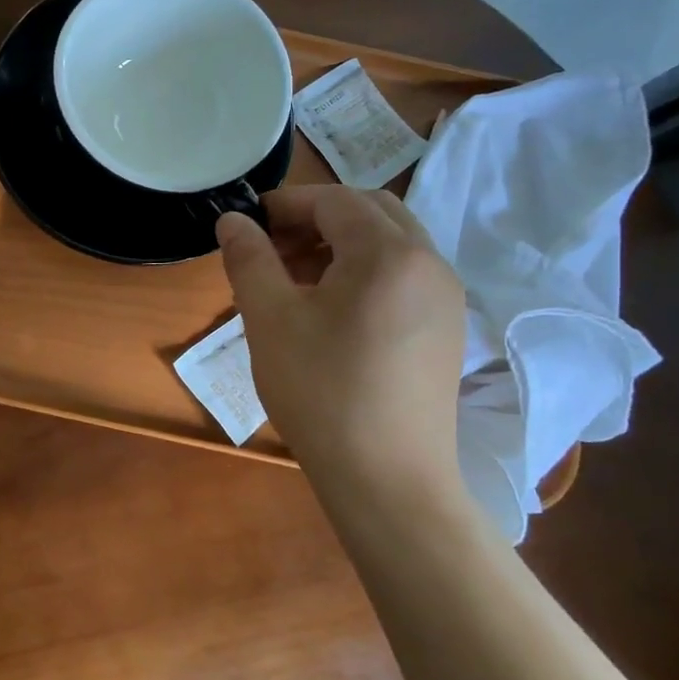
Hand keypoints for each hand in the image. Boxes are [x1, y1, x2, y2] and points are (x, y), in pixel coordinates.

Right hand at [217, 186, 465, 493]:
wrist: (387, 478)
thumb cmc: (321, 391)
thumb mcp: (269, 320)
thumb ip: (249, 259)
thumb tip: (232, 221)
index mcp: (388, 253)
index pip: (334, 201)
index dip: (287, 204)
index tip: (248, 224)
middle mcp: (429, 263)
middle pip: (371, 212)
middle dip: (317, 218)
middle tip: (273, 248)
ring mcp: (446, 298)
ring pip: (391, 244)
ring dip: (342, 244)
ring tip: (296, 280)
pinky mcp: (447, 330)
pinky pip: (405, 276)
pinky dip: (366, 271)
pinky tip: (333, 311)